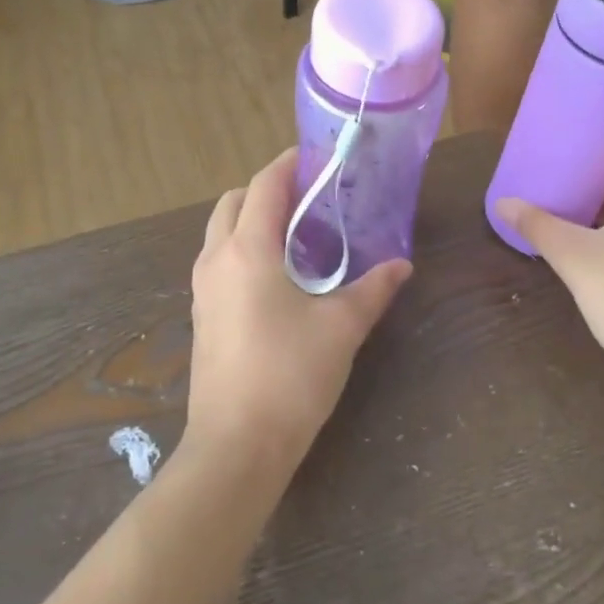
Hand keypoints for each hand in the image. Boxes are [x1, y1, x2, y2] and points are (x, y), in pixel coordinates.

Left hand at [187, 150, 411, 473]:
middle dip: (267, 189)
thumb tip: (403, 266)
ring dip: (252, 219)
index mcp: (247, 249)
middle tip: (310, 199)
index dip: (290, 164)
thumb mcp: (341, 327)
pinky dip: (243, 248)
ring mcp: (202, 289)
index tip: (319, 157)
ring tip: (297, 235)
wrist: (236, 445)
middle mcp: (216, 259)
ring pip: (221, 231)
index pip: (265, 185)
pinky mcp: (201, 315)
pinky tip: (277, 276)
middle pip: (234, 201)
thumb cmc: (290, 375)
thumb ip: (373, 289)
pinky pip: (218, 260)